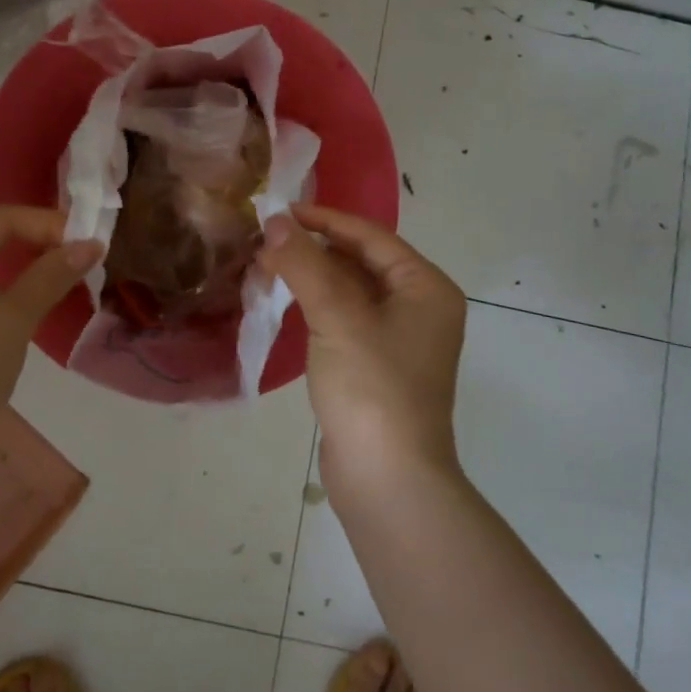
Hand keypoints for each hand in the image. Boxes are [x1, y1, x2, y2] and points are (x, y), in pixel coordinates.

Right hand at [258, 205, 465, 482]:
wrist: (388, 479)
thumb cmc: (372, 387)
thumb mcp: (337, 317)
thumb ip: (305, 264)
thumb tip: (275, 222)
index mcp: (425, 288)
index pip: (371, 237)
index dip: (325, 219)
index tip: (280, 211)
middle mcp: (418, 307)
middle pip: (360, 261)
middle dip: (313, 249)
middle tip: (265, 241)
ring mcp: (397, 339)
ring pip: (348, 290)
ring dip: (310, 276)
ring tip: (265, 266)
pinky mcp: (374, 365)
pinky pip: (343, 318)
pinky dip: (314, 304)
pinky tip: (282, 301)